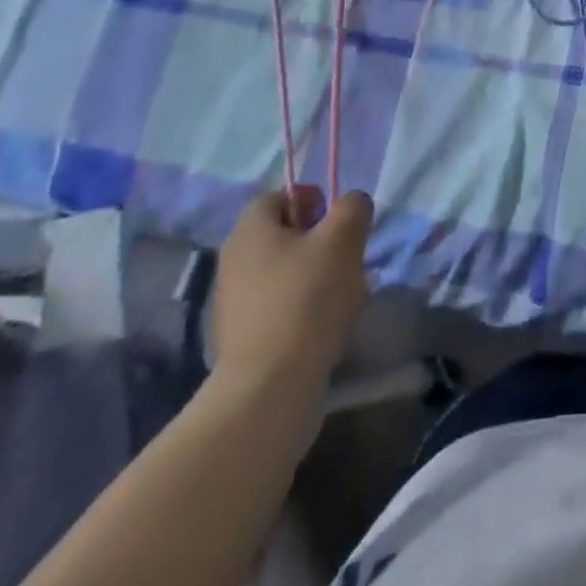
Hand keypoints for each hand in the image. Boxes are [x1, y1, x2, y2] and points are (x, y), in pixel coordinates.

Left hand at [211, 188, 372, 392]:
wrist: (268, 390)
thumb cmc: (307, 300)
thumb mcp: (343, 239)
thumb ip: (352, 208)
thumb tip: (351, 204)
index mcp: (249, 230)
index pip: (279, 195)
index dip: (311, 200)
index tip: (337, 222)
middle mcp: (233, 261)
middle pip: (283, 235)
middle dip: (320, 242)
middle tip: (347, 259)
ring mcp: (233, 304)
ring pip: (285, 273)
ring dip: (316, 277)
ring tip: (343, 298)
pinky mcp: (241, 340)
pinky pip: (279, 308)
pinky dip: (303, 310)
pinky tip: (325, 327)